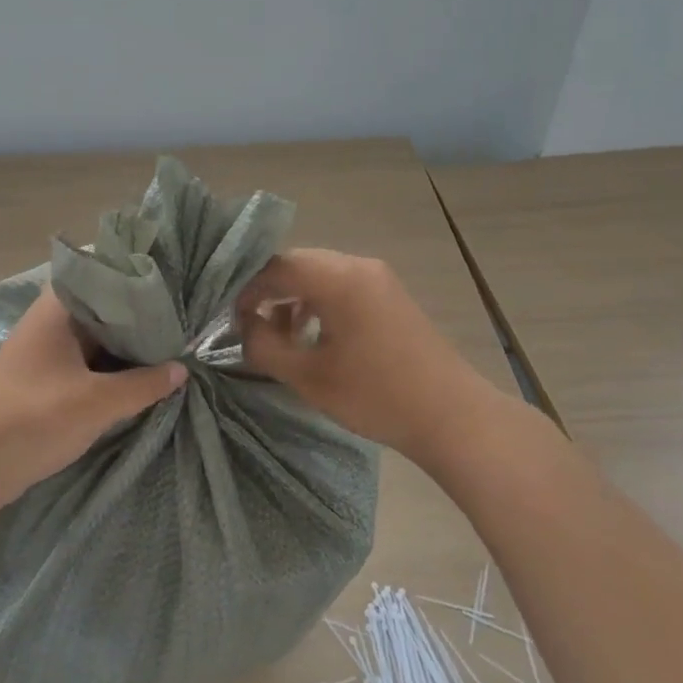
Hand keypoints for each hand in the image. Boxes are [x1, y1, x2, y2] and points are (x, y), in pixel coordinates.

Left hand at [0, 288, 186, 507]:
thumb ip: (143, 384)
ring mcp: (46, 350)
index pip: (107, 276)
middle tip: (185, 322)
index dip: (142, 281)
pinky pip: (86, 362)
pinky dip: (111, 368)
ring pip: (97, 339)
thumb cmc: (34, 417)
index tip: (178, 287)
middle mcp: (51, 320)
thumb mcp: (98, 402)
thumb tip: (182, 368)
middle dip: (141, 319)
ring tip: (173, 347)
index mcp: (58, 308)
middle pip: (105, 309)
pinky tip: (141, 376)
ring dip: (127, 347)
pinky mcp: (44, 379)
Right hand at [235, 249, 493, 462]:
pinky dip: (318, 303)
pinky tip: (313, 336)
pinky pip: (341, 286)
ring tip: (280, 335)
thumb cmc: (376, 395)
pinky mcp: (390, 295)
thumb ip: (264, 346)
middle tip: (249, 326)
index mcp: (337, 278)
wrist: (452, 416)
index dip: (246, 290)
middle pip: (297, 265)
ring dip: (292, 299)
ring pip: (319, 275)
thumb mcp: (308, 376)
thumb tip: (244, 328)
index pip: (275, 267)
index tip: (230, 320)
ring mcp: (378, 278)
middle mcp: (358, 266)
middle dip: (267, 292)